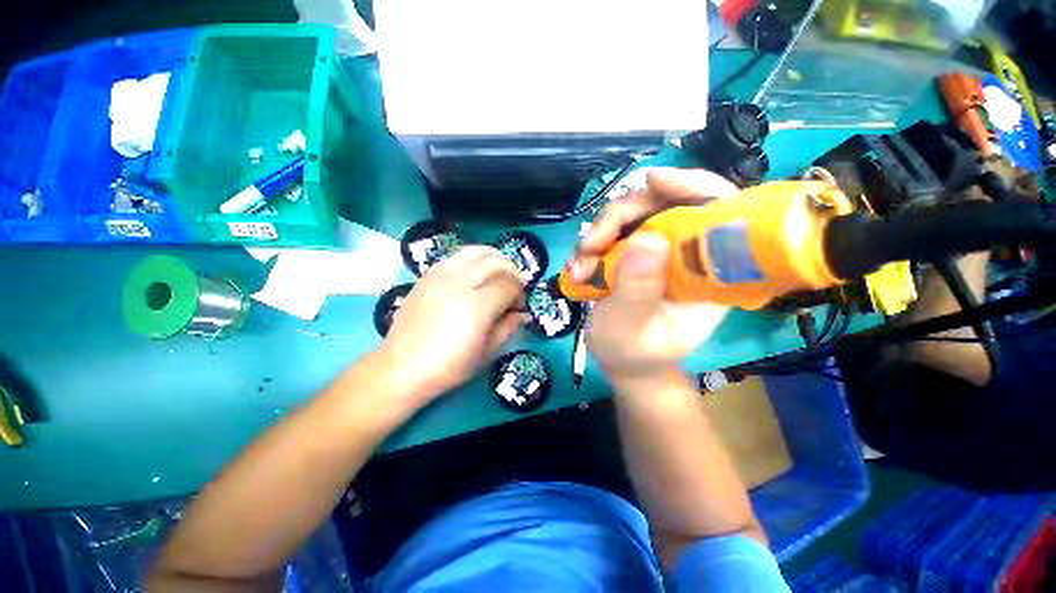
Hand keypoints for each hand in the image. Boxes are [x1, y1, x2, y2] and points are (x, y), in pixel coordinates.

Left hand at [381, 246, 526, 404]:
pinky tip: (476, 273)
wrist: (402, 367)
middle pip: (496, 262)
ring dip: (495, 258)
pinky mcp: (427, 275)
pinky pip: (456, 256)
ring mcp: (440, 275)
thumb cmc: (449, 366)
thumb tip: (523, 313)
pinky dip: (474, 259)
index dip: (519, 293)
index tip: (519, 305)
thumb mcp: (486, 353)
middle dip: (512, 272)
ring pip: (476, 251)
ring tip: (499, 272)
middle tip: (514, 287)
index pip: (508, 285)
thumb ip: (508, 327)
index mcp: (476, 306)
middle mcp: (459, 283)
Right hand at [569, 169, 737, 382]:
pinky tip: (579, 267)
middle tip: (590, 245)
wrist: (624, 363)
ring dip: (600, 233)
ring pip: (633, 215)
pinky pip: (615, 232)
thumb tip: (646, 239)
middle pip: (664, 204)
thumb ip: (638, 290)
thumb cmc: (635, 354)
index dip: (692, 186)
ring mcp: (660, 252)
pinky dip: (593, 244)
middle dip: (621, 217)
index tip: (652, 181)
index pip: (719, 212)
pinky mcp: (637, 255)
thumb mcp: (632, 329)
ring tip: (579, 267)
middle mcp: (688, 254)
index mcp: (709, 273)